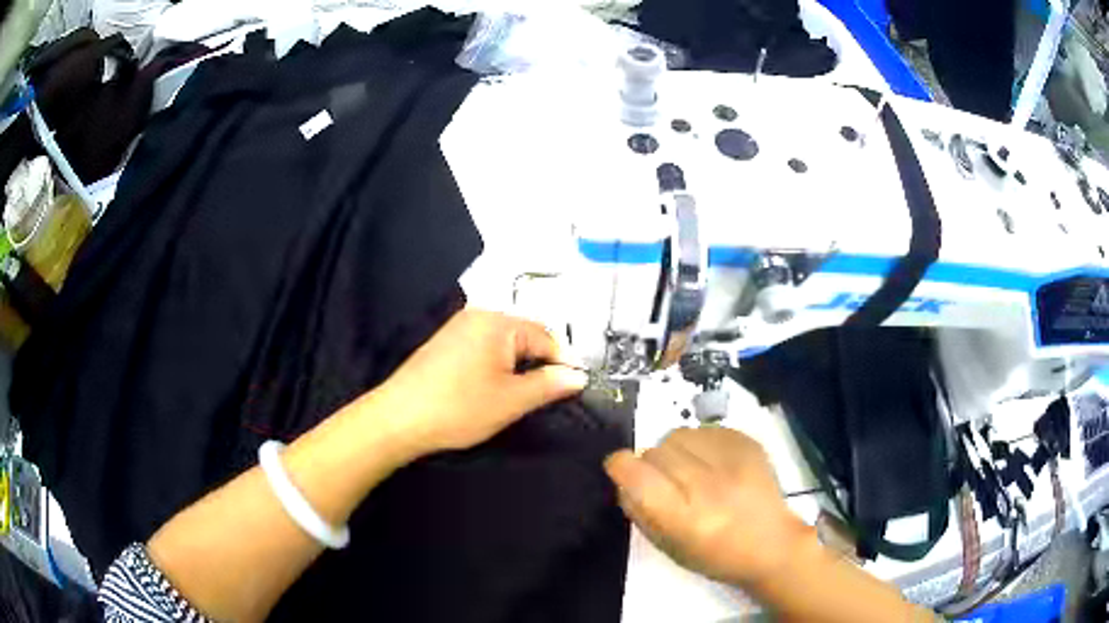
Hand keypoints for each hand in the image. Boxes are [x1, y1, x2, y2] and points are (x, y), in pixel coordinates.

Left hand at [369, 309, 588, 456]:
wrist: (398, 418)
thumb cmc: (458, 408)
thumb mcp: (512, 400)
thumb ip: (549, 385)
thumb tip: (577, 376)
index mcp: (498, 322)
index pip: (547, 336)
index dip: (565, 362)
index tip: (576, 386)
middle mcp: (479, 315)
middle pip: (526, 335)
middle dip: (541, 363)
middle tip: (550, 394)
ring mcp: (459, 327)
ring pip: (505, 343)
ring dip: (519, 365)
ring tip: (523, 394)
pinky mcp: (446, 342)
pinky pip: (484, 347)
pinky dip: (498, 365)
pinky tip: (494, 387)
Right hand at [604, 427, 810, 586]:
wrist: (772, 543)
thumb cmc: (716, 556)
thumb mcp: (669, 547)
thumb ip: (640, 512)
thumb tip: (623, 480)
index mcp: (684, 518)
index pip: (636, 474)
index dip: (621, 467)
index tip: (622, 471)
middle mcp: (707, 485)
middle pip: (656, 452)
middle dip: (651, 465)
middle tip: (666, 483)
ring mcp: (731, 461)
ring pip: (678, 435)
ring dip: (674, 451)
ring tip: (690, 470)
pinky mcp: (748, 443)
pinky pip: (705, 429)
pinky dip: (699, 444)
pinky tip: (712, 463)